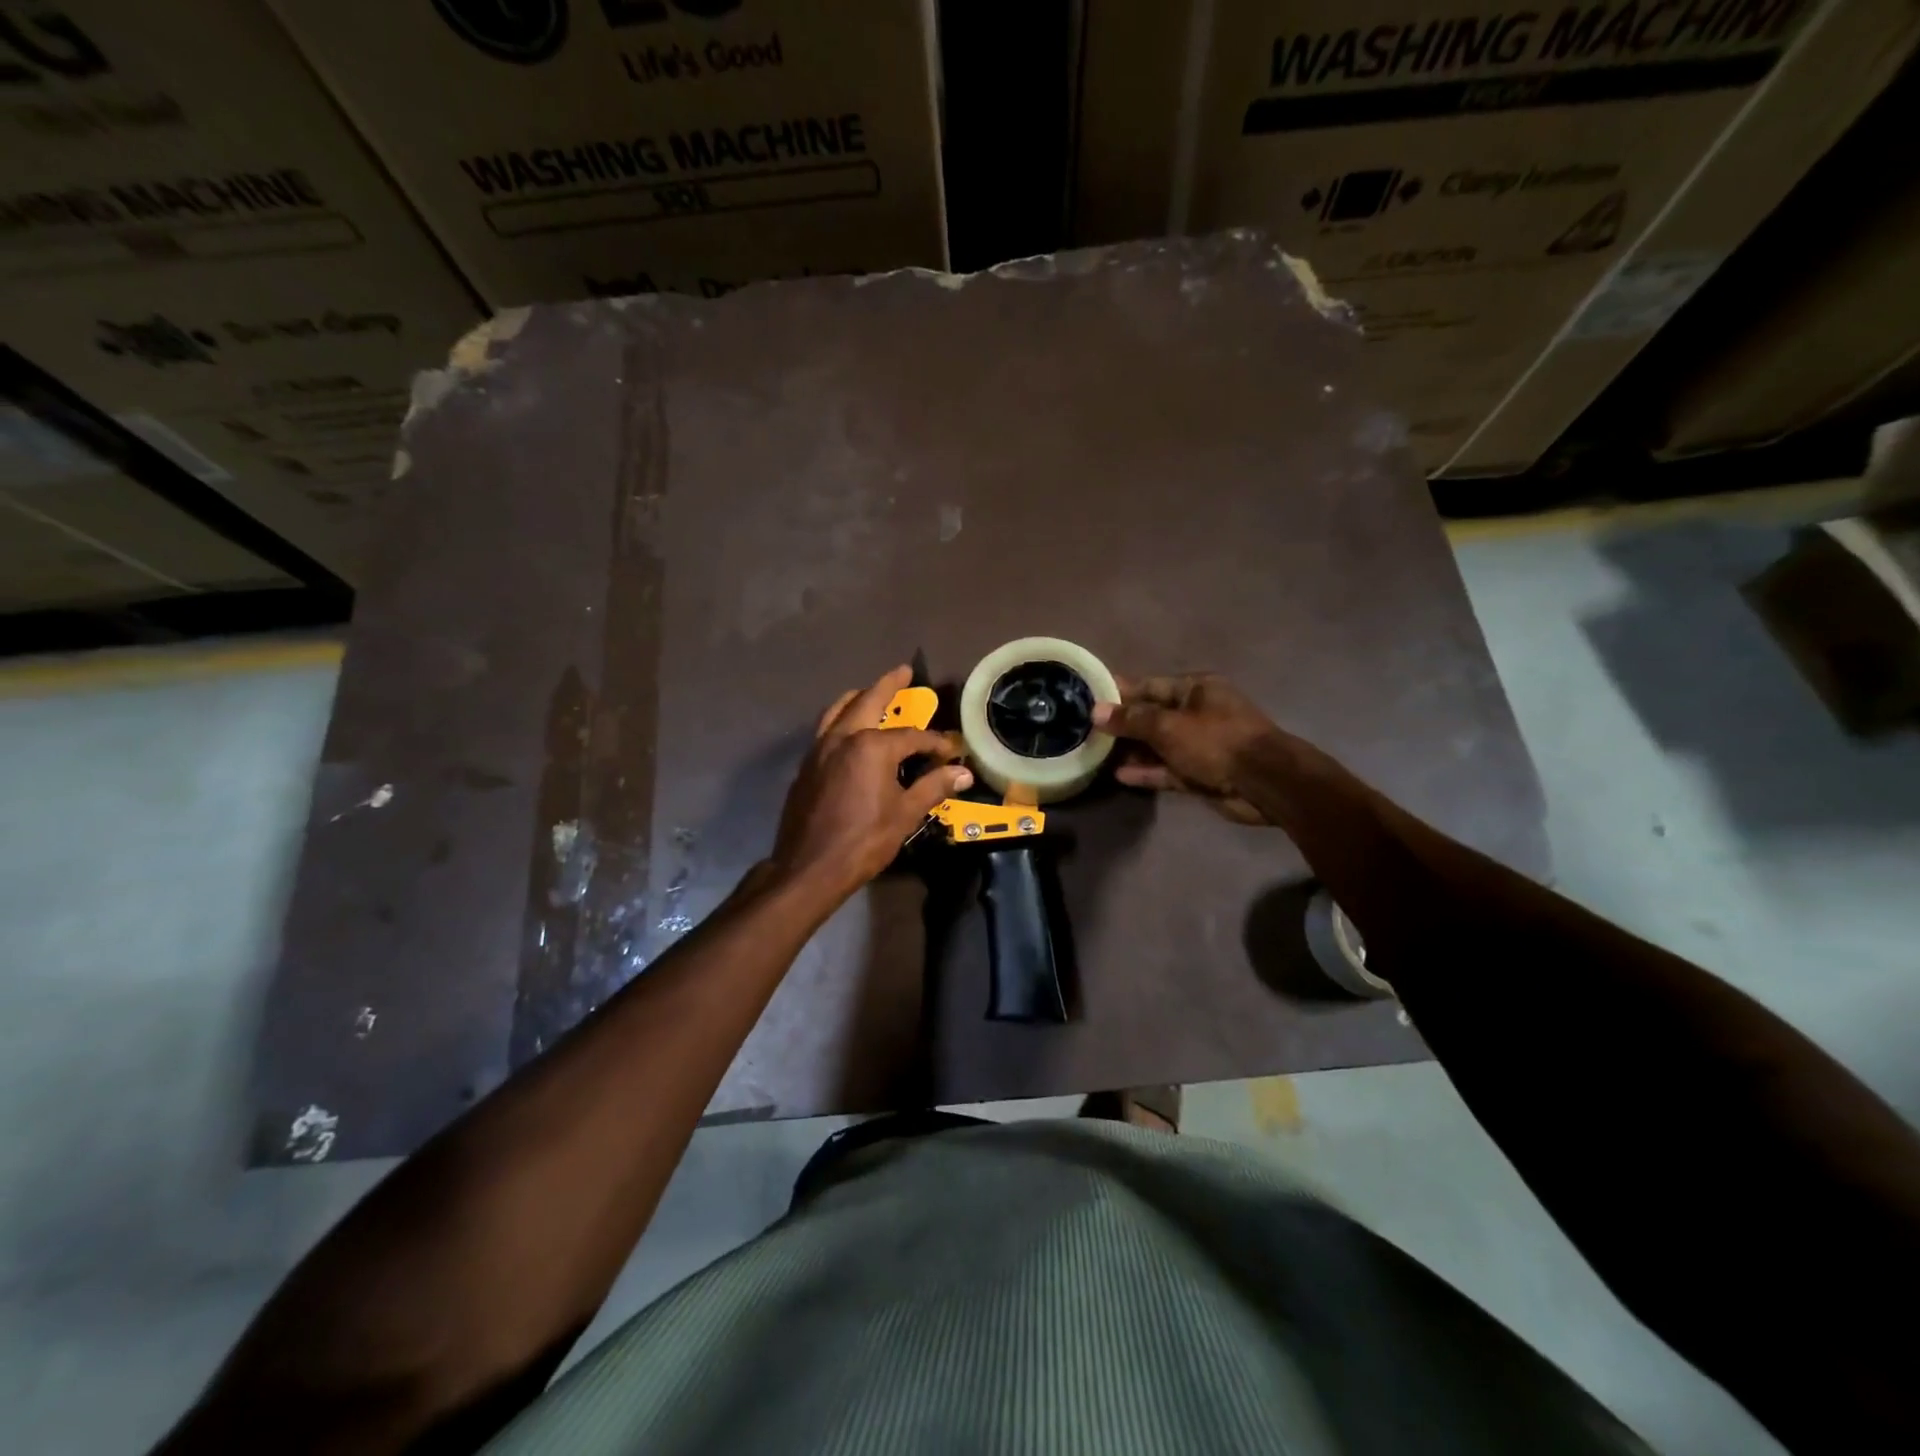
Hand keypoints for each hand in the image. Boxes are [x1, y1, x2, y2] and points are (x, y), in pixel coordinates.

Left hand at [770, 666, 972, 901]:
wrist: (809, 867)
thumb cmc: (863, 840)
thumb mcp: (906, 814)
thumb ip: (933, 787)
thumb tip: (963, 773)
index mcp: (871, 746)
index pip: (912, 736)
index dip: (936, 743)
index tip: (951, 750)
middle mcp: (843, 737)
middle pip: (868, 701)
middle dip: (888, 685)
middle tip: (904, 671)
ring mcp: (819, 749)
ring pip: (839, 710)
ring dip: (858, 698)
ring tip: (870, 692)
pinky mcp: (806, 766)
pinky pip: (826, 729)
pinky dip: (841, 719)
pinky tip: (849, 732)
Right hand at [1092, 674, 1281, 824]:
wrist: (1264, 782)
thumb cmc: (1216, 741)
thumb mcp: (1168, 725)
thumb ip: (1131, 720)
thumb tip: (1096, 711)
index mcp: (1196, 689)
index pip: (1150, 686)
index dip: (1120, 691)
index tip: (1090, 696)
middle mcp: (1197, 713)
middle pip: (1152, 716)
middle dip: (1123, 724)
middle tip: (1086, 729)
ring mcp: (1200, 745)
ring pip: (1158, 745)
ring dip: (1132, 751)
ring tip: (1097, 755)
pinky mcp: (1200, 773)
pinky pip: (1167, 769)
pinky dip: (1147, 772)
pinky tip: (1120, 775)